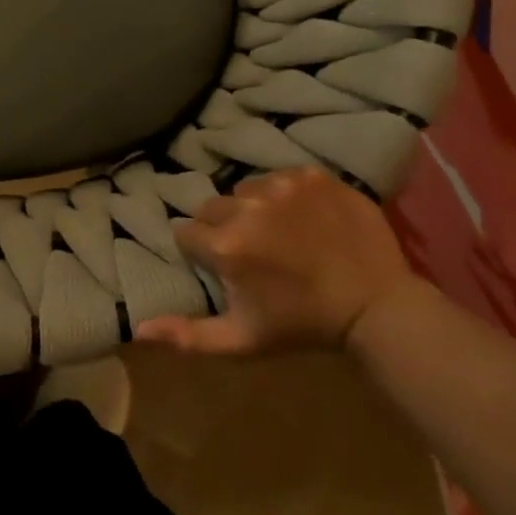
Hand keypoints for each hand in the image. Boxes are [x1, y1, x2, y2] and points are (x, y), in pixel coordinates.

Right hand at [135, 167, 420, 355]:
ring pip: (244, 189)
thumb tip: (139, 328)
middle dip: (223, 227)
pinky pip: (279, 177)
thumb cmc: (302, 324)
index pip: (187, 233)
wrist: (376, 304)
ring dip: (252, 208)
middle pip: (212, 208)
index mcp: (226, 245)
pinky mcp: (312, 175)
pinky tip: (304, 218)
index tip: (223, 267)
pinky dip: (284, 195)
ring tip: (279, 232)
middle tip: (252, 251)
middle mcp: (247, 207)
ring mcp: (282, 186)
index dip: (201, 252)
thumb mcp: (242, 340)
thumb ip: (188, 335)